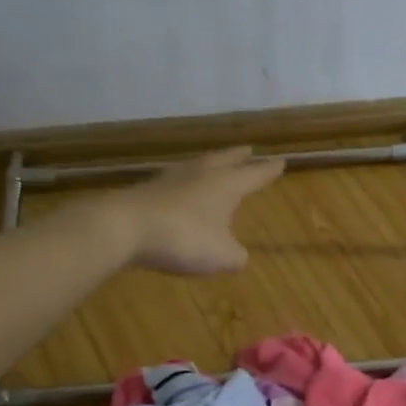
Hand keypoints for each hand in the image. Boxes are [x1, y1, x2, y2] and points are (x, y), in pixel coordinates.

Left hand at [117, 146, 283, 274]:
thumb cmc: (184, 238)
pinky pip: (173, 183)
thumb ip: (236, 255)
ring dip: (209, 165)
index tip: (281, 161)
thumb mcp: (222, 256)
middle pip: (224, 160)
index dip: (268, 171)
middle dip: (238, 157)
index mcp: (226, 185)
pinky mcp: (146, 191)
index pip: (254, 175)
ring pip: (196, 166)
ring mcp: (170, 180)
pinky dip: (183, 185)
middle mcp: (201, 175)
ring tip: (214, 165)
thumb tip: (239, 255)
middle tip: (248, 150)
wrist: (124, 228)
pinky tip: (180, 191)